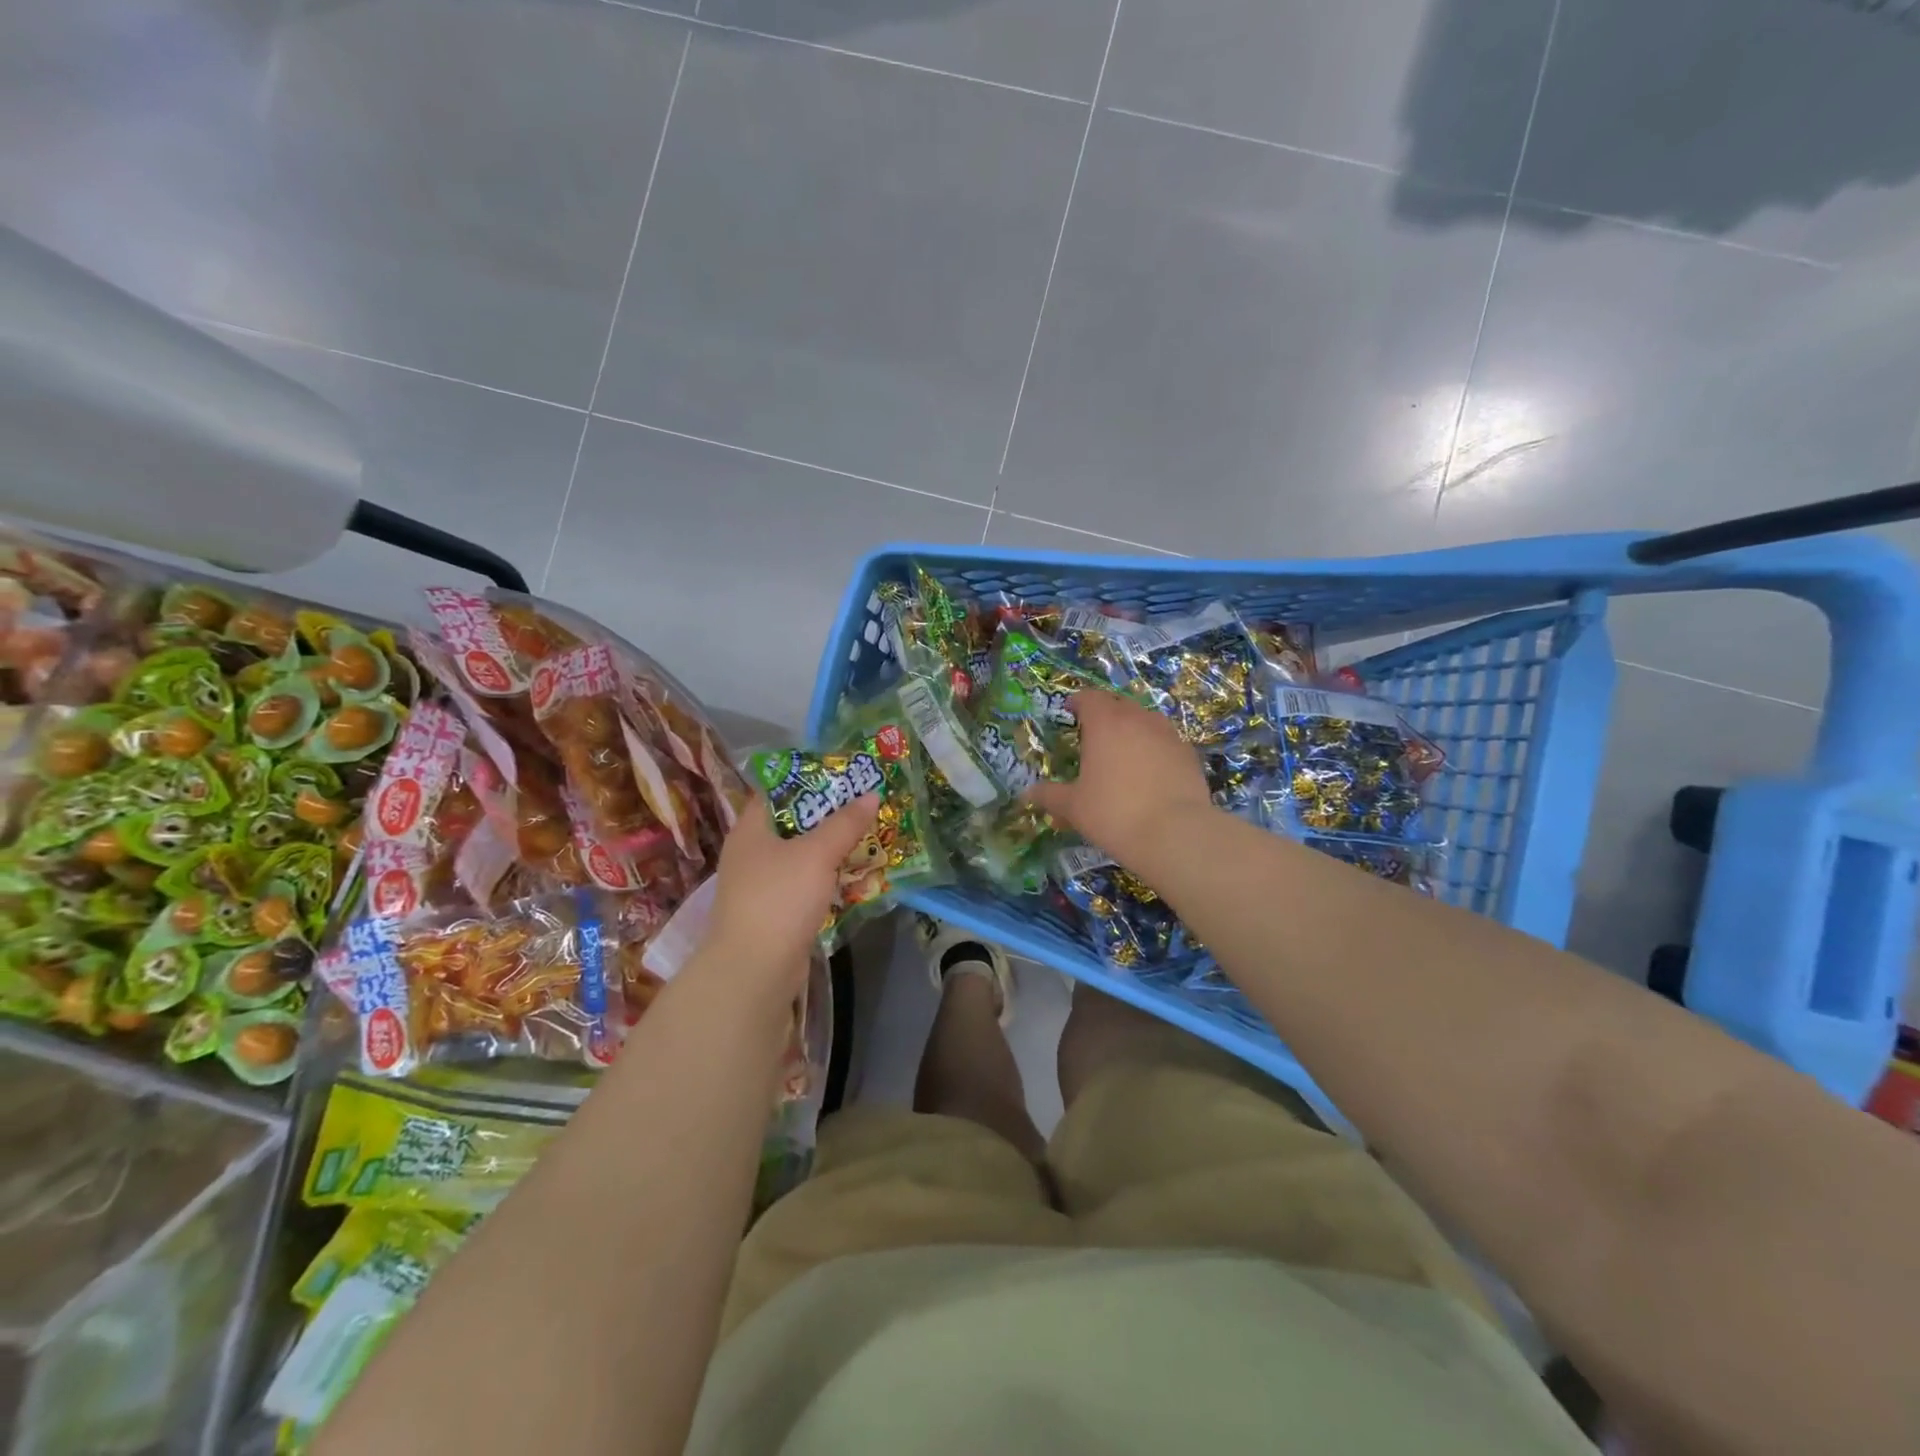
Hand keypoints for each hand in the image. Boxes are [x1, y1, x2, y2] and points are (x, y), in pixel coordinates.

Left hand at [698, 792, 878, 992]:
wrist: (754, 970)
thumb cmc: (780, 898)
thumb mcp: (817, 854)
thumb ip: (845, 823)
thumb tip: (871, 795)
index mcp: (751, 828)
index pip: (779, 790)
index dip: (811, 778)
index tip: (846, 775)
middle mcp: (752, 851)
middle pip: (794, 822)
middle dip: (830, 814)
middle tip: (865, 804)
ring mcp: (761, 883)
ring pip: (801, 854)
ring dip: (831, 847)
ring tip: (868, 836)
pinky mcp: (774, 910)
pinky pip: (804, 882)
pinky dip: (826, 876)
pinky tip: (853, 874)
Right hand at [1023, 690, 1213, 863]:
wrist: (1175, 833)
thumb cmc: (1114, 813)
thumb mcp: (1074, 807)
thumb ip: (1050, 795)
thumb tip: (1027, 794)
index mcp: (1105, 723)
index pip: (1089, 698)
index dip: (1078, 701)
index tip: (1070, 710)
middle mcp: (1138, 719)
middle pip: (1119, 704)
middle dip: (1105, 712)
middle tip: (1094, 732)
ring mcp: (1168, 734)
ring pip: (1146, 720)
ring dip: (1132, 727)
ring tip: (1123, 750)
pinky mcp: (1188, 754)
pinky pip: (1166, 741)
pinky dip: (1154, 747)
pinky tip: (1150, 770)